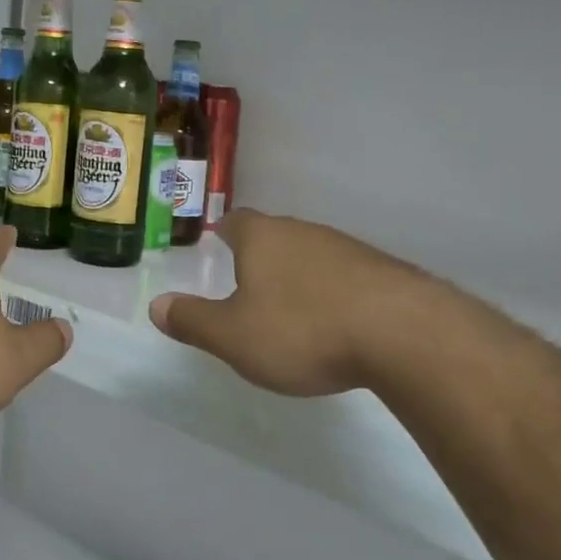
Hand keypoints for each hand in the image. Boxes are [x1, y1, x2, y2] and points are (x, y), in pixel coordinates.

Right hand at [149, 209, 465, 396]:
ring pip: (313, 255)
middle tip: (250, 286)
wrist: (405, 335)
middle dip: (261, 257)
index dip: (225, 233)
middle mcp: (304, 232)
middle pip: (275, 236)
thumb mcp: (233, 336)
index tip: (219, 246)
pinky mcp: (385, 273)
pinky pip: (348, 277)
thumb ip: (193, 321)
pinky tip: (339, 324)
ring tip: (294, 311)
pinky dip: (336, 294)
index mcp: (263, 238)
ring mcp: (349, 249)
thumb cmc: (303, 329)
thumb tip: (155, 306)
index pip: (236, 222)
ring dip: (301, 277)